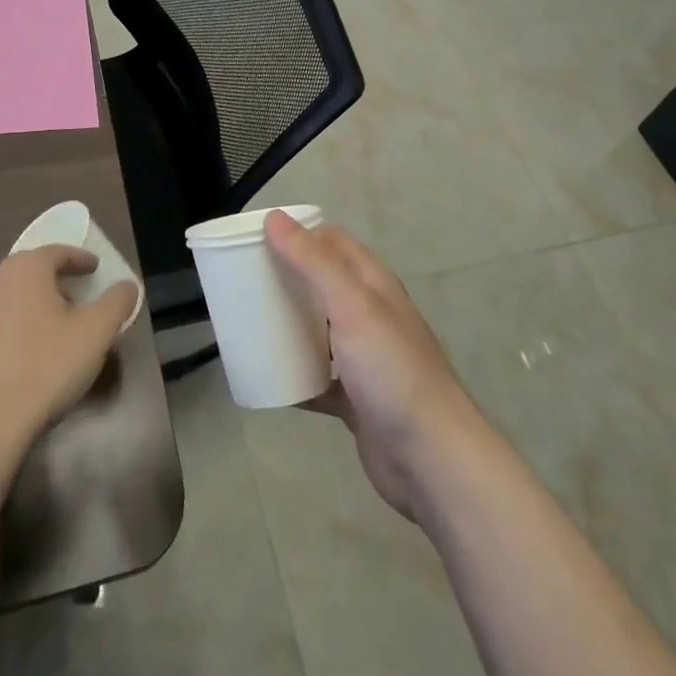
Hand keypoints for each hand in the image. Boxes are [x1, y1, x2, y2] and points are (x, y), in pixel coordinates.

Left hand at [0, 246, 137, 458]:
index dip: (81, 259)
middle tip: (80, 296)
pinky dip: (16, 326)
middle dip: (58, 280)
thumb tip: (127, 286)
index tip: (97, 269)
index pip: (59, 252)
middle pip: (33, 270)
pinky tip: (28, 352)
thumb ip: (117, 302)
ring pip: (13, 296)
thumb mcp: (96, 332)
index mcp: (26, 268)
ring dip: (36, 303)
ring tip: (56, 325)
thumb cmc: (45, 367)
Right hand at [266, 211, 480, 521]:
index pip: (332, 242)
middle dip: (287, 280)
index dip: (298, 235)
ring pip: (318, 331)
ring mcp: (363, 358)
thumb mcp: (351, 305)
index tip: (257, 240)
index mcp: (373, 284)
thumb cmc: (391, 370)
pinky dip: (295, 375)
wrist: (430, 458)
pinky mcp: (355, 398)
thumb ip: (313, 262)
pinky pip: (317, 377)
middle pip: (321, 285)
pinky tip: (268, 378)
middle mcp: (369, 314)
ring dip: (289, 327)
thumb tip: (275, 218)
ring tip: (248, 325)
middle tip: (245, 283)